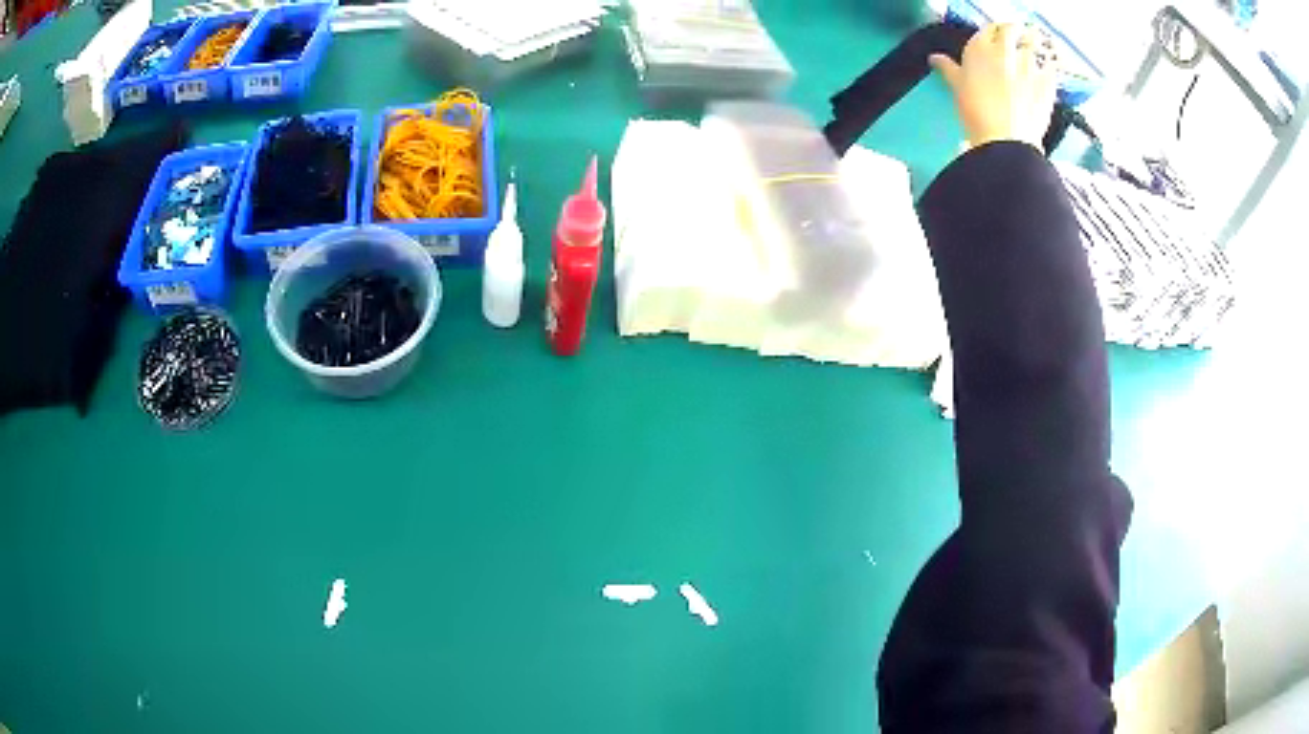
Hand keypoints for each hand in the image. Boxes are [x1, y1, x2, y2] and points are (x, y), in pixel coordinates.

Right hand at [929, 23, 1058, 150]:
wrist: (1006, 140)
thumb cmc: (976, 113)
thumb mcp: (957, 88)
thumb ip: (949, 69)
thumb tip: (935, 58)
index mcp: (980, 47)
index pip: (989, 29)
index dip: (993, 33)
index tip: (996, 40)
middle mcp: (1005, 50)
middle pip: (1013, 29)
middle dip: (1015, 33)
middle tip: (1016, 41)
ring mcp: (1029, 64)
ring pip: (1033, 44)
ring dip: (1033, 47)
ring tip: (1033, 55)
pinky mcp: (1048, 81)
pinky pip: (1051, 65)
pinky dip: (1050, 65)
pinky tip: (1048, 70)